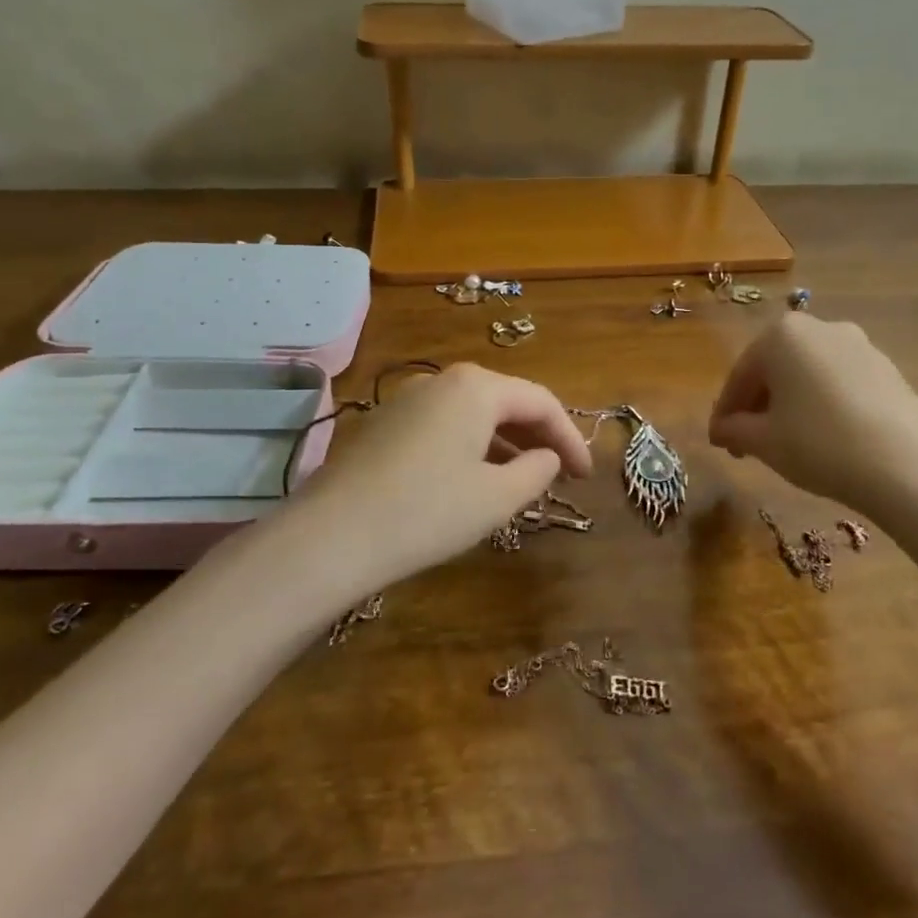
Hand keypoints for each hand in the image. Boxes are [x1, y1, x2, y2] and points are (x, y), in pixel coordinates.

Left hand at [290, 363, 593, 597]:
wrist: (330, 536)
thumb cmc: (427, 512)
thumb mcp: (496, 497)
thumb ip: (537, 470)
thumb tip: (548, 457)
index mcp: (476, 387)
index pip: (540, 401)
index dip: (570, 437)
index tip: (586, 475)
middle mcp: (441, 380)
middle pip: (506, 400)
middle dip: (538, 435)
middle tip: (561, 472)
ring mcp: (407, 399)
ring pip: (472, 413)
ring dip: (505, 442)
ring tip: (523, 478)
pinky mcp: (383, 423)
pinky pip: (443, 425)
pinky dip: (470, 446)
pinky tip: (472, 478)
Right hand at [709, 313, 917, 527]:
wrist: (910, 467)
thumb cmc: (820, 444)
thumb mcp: (764, 442)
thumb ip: (734, 429)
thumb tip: (722, 429)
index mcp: (781, 334)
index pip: (739, 375)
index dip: (725, 412)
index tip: (718, 442)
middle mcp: (820, 327)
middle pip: (774, 369)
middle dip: (757, 406)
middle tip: (747, 444)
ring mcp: (859, 345)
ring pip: (807, 375)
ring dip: (790, 405)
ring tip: (785, 444)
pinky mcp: (887, 369)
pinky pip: (838, 384)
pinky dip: (822, 405)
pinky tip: (823, 438)